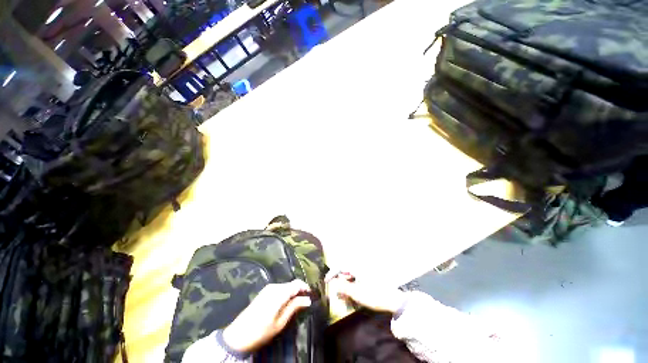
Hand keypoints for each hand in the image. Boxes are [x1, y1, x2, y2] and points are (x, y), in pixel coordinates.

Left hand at [223, 280, 311, 352]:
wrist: (237, 336)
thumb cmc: (261, 331)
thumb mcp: (280, 322)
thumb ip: (294, 307)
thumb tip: (308, 299)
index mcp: (279, 292)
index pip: (297, 283)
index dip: (305, 287)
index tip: (311, 295)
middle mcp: (274, 286)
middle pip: (291, 284)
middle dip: (299, 291)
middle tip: (305, 303)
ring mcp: (268, 288)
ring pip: (285, 286)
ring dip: (292, 293)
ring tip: (296, 305)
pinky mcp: (264, 292)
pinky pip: (279, 289)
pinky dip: (285, 294)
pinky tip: (285, 304)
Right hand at [326, 271, 405, 313]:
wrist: (393, 300)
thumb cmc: (374, 295)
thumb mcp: (357, 293)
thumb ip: (343, 287)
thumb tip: (332, 283)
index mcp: (357, 267)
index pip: (340, 266)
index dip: (332, 273)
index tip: (326, 282)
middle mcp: (360, 267)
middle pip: (345, 271)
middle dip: (339, 282)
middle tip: (337, 293)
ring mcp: (365, 272)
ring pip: (351, 276)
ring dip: (345, 286)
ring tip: (344, 297)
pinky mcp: (368, 278)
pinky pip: (356, 280)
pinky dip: (352, 286)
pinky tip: (351, 295)